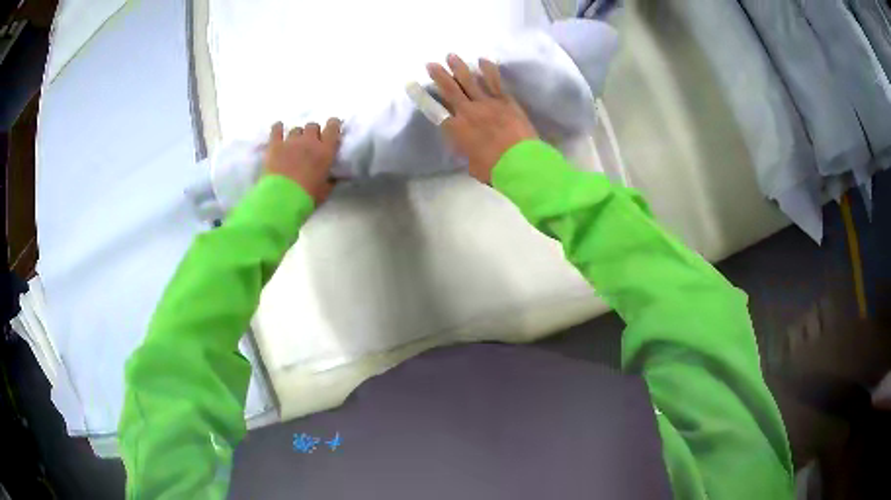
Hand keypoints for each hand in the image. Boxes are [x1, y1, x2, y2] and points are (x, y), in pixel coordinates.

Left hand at [263, 119, 341, 205]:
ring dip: (297, 135)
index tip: (332, 128)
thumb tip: (335, 176)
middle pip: (312, 126)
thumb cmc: (307, 197)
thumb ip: (330, 180)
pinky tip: (278, 128)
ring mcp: (291, 142)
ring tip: (294, 144)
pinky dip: (278, 128)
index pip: (333, 127)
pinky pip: (276, 129)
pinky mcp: (275, 145)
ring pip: (296, 129)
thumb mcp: (325, 191)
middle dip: (313, 132)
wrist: (281, 199)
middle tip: (311, 143)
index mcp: (325, 151)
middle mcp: (309, 141)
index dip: (333, 125)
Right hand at [427, 54, 537, 183]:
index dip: (422, 96)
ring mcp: (487, 103)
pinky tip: (483, 60)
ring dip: (460, 67)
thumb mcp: (472, 164)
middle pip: (450, 89)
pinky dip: (488, 69)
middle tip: (431, 63)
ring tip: (451, 56)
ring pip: (470, 80)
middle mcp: (468, 111)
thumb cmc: (494, 169)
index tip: (412, 84)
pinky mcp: (505, 101)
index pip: (434, 109)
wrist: (520, 162)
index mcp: (457, 129)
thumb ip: (467, 151)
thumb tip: (468, 147)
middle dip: (439, 75)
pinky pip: (494, 81)